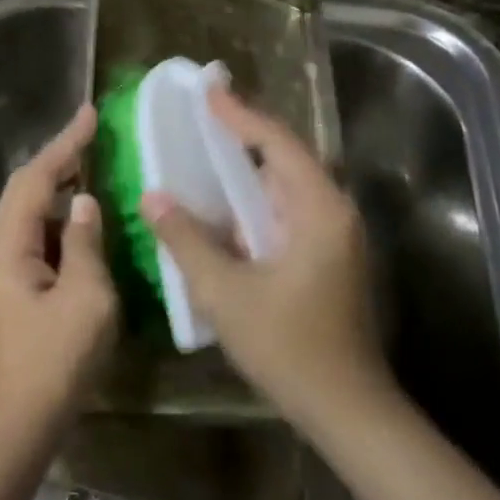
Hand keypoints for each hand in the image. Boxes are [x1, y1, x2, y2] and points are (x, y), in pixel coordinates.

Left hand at [0, 105, 118, 441]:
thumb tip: (87, 202)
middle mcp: (1, 247)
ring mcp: (7, 269)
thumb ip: (87, 243)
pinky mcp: (19, 288)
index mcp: (10, 243)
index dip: (65, 143)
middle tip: (96, 135)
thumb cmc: (54, 362)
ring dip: (63, 187)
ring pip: (34, 212)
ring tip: (97, 166)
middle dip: (61, 158)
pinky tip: (90, 220)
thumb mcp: (86, 299)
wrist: (18, 425)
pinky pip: (42, 237)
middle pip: (28, 188)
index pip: (37, 177)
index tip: (91, 114)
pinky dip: (66, 220)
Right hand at [141, 87, 390, 432]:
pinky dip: (256, 202)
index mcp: (319, 210)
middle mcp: (334, 212)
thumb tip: (153, 196)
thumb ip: (186, 240)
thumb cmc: (288, 347)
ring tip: (207, 153)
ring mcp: (335, 236)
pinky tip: (225, 209)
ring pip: (287, 187)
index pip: (277, 143)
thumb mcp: (226, 292)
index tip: (208, 89)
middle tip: (203, 116)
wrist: (347, 410)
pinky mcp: (328, 258)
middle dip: (245, 134)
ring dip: (249, 170)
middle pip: (286, 158)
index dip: (240, 114)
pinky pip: (288, 212)